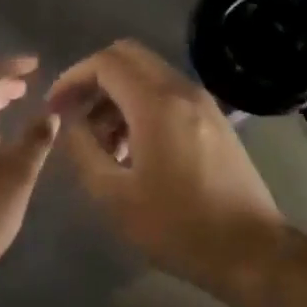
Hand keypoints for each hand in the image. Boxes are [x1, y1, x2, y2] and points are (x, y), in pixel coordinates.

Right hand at [49, 40, 288, 300]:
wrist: (252, 250)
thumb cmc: (178, 226)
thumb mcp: (115, 196)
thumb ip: (84, 151)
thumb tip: (72, 124)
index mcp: (156, 103)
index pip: (105, 63)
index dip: (72, 78)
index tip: (55, 107)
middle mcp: (181, 90)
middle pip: (128, 56)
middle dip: (94, 78)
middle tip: (75, 114)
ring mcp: (203, 102)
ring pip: (148, 74)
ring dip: (117, 94)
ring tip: (102, 142)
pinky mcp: (214, 119)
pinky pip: (167, 93)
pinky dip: (141, 104)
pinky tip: (132, 149)